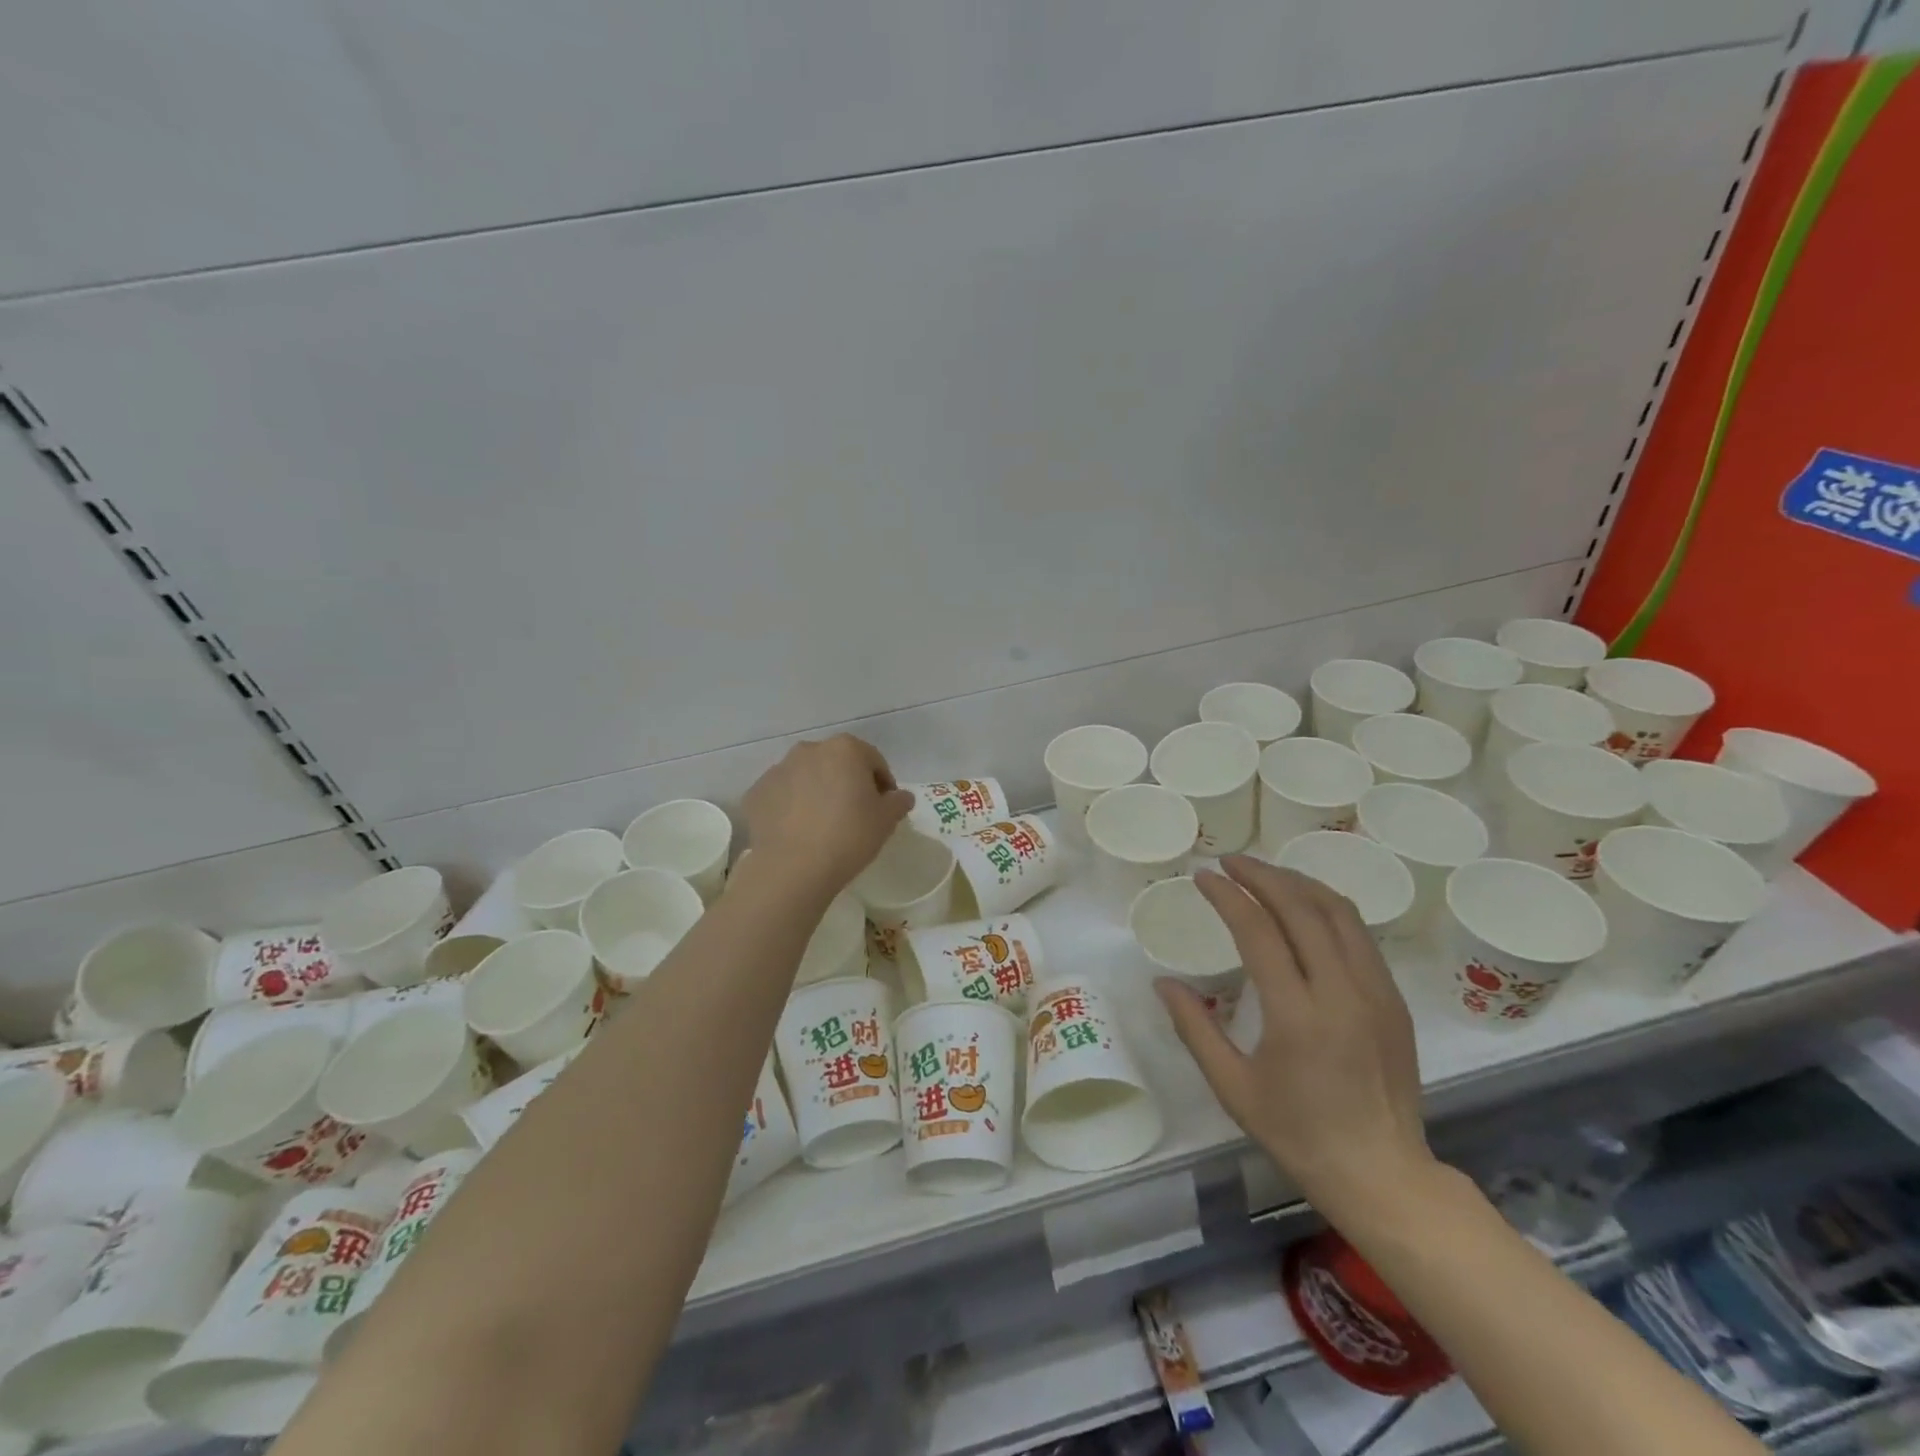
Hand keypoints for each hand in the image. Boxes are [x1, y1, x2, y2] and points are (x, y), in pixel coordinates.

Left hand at [741, 735, 913, 900]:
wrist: (793, 868)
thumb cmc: (849, 836)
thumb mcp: (886, 820)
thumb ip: (898, 802)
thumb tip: (900, 796)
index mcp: (845, 749)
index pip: (873, 760)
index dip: (882, 783)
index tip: (884, 807)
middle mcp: (809, 750)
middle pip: (836, 763)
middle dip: (846, 783)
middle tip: (854, 814)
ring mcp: (778, 770)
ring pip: (806, 777)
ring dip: (817, 792)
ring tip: (823, 825)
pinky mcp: (756, 793)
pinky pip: (781, 796)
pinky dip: (790, 807)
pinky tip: (798, 832)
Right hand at [1156, 856, 1433, 1214]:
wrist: (1383, 1174)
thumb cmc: (1299, 1134)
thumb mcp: (1233, 1088)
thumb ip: (1194, 1029)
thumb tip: (1162, 983)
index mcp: (1298, 1015)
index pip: (1259, 931)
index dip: (1228, 896)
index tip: (1203, 876)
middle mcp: (1342, 991)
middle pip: (1302, 908)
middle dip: (1262, 875)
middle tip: (1229, 863)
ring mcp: (1376, 992)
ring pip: (1338, 912)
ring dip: (1298, 883)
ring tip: (1265, 874)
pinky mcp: (1393, 999)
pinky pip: (1359, 934)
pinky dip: (1326, 907)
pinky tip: (1304, 908)